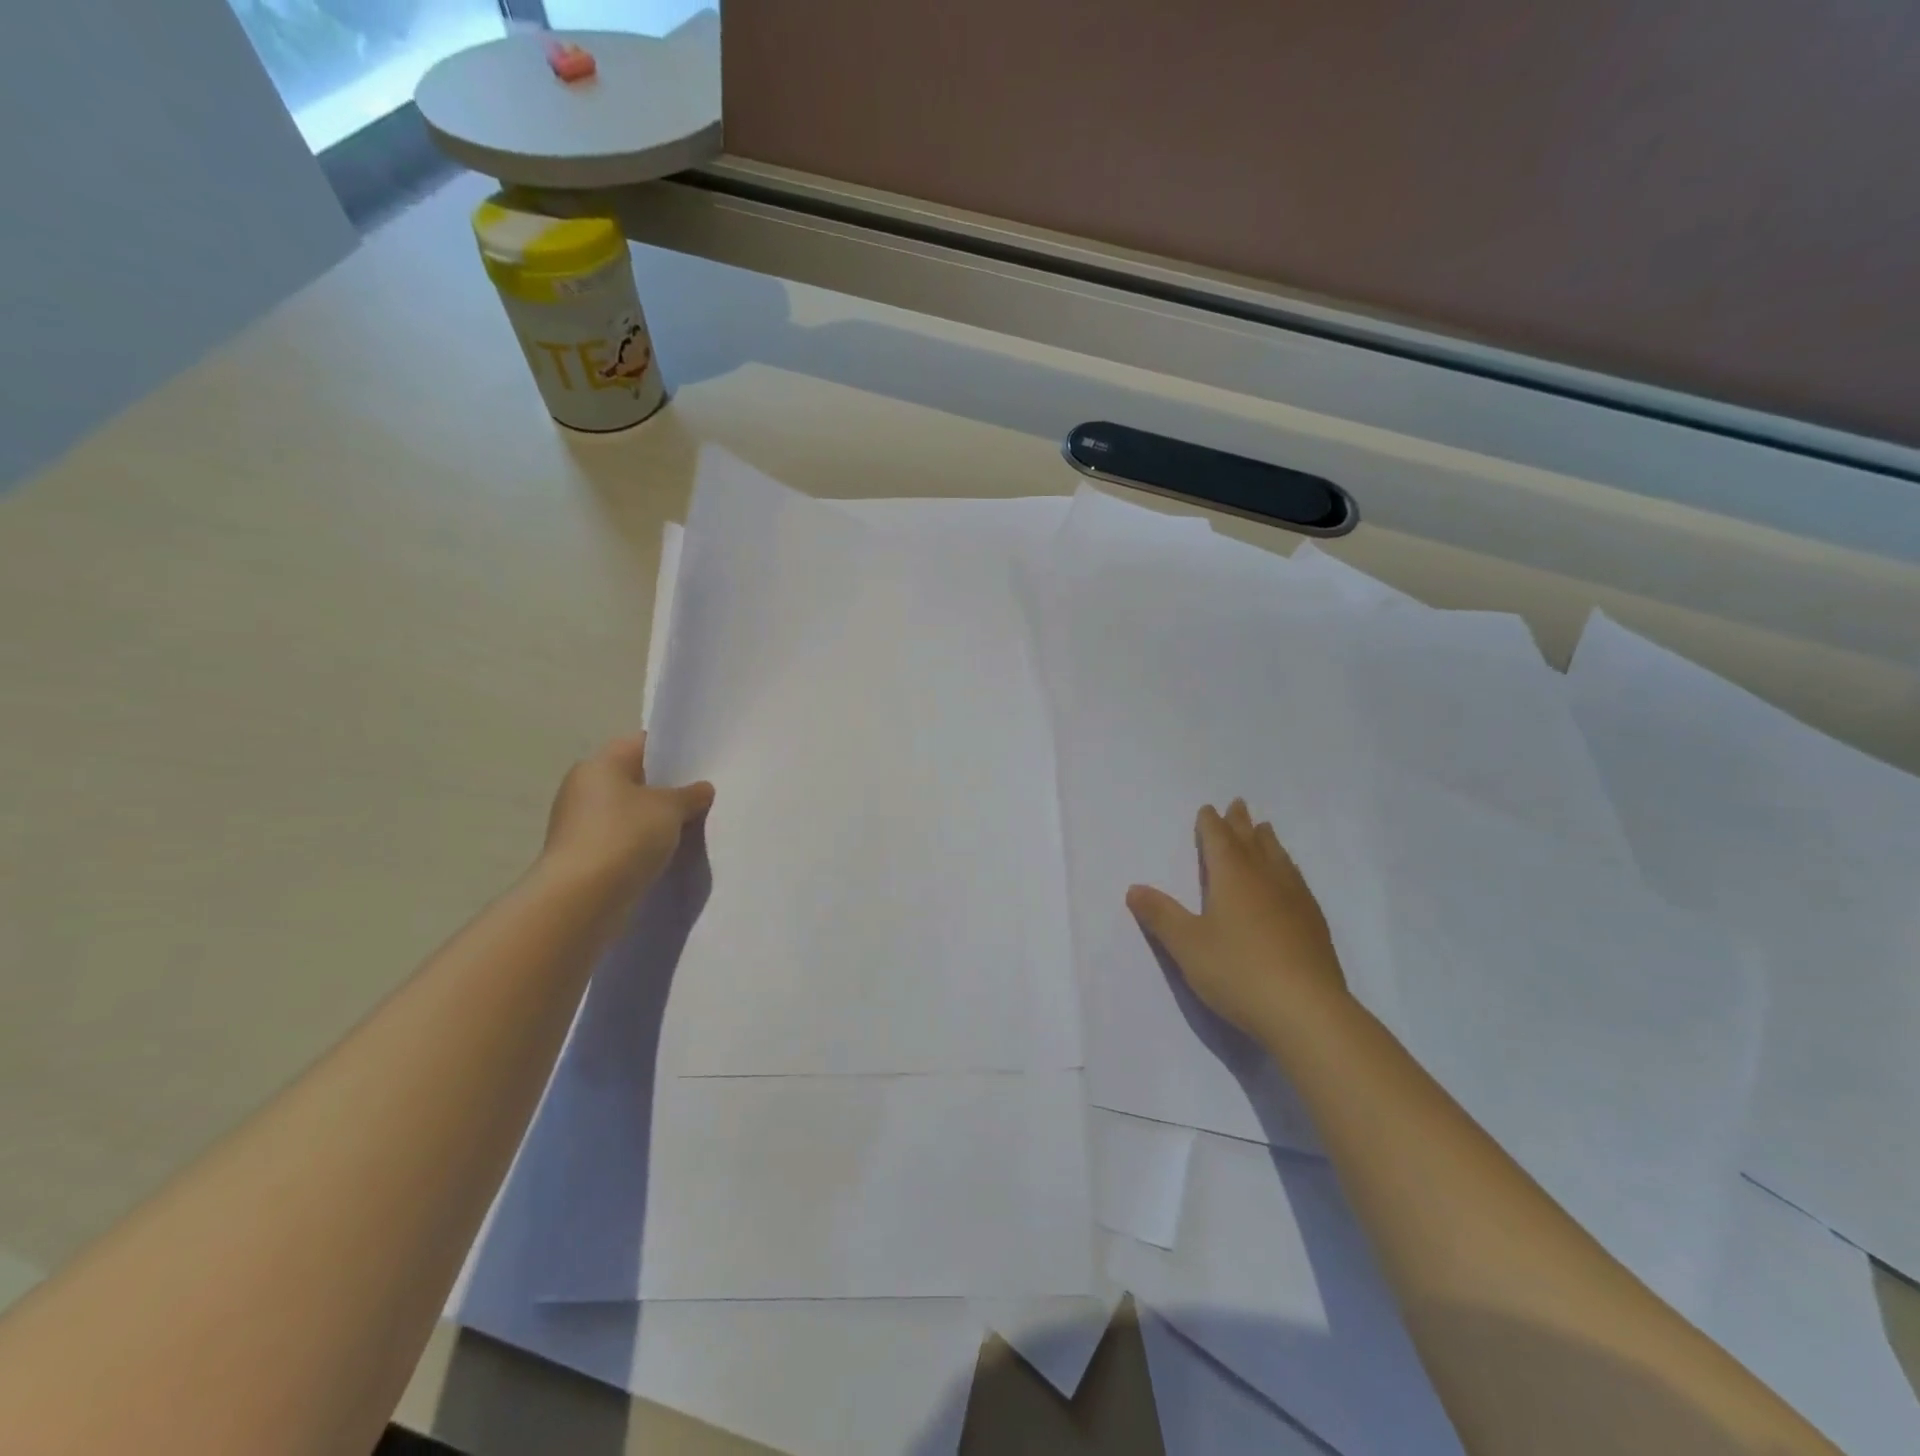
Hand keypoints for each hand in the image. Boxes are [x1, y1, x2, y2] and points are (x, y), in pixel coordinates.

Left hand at [541, 735, 713, 903]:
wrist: (582, 899)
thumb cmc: (625, 837)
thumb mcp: (670, 809)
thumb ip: (690, 795)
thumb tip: (702, 789)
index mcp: (599, 765)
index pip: (642, 744)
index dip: (673, 751)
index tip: (702, 764)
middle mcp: (584, 788)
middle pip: (635, 779)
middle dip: (667, 789)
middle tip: (704, 797)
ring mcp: (581, 824)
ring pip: (630, 812)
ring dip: (656, 820)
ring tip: (693, 827)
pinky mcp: (584, 855)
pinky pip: (622, 840)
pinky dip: (643, 844)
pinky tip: (668, 853)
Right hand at [1127, 799, 1347, 1039]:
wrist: (1307, 1011)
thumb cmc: (1238, 971)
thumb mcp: (1187, 945)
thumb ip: (1161, 915)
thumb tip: (1134, 888)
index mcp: (1233, 878)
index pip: (1219, 841)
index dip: (1211, 824)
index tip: (1208, 809)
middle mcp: (1266, 879)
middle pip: (1252, 842)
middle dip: (1241, 823)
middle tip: (1238, 804)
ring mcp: (1295, 900)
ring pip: (1278, 859)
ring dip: (1267, 841)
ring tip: (1265, 830)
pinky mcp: (1313, 924)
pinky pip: (1296, 880)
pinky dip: (1287, 868)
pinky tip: (1290, 879)